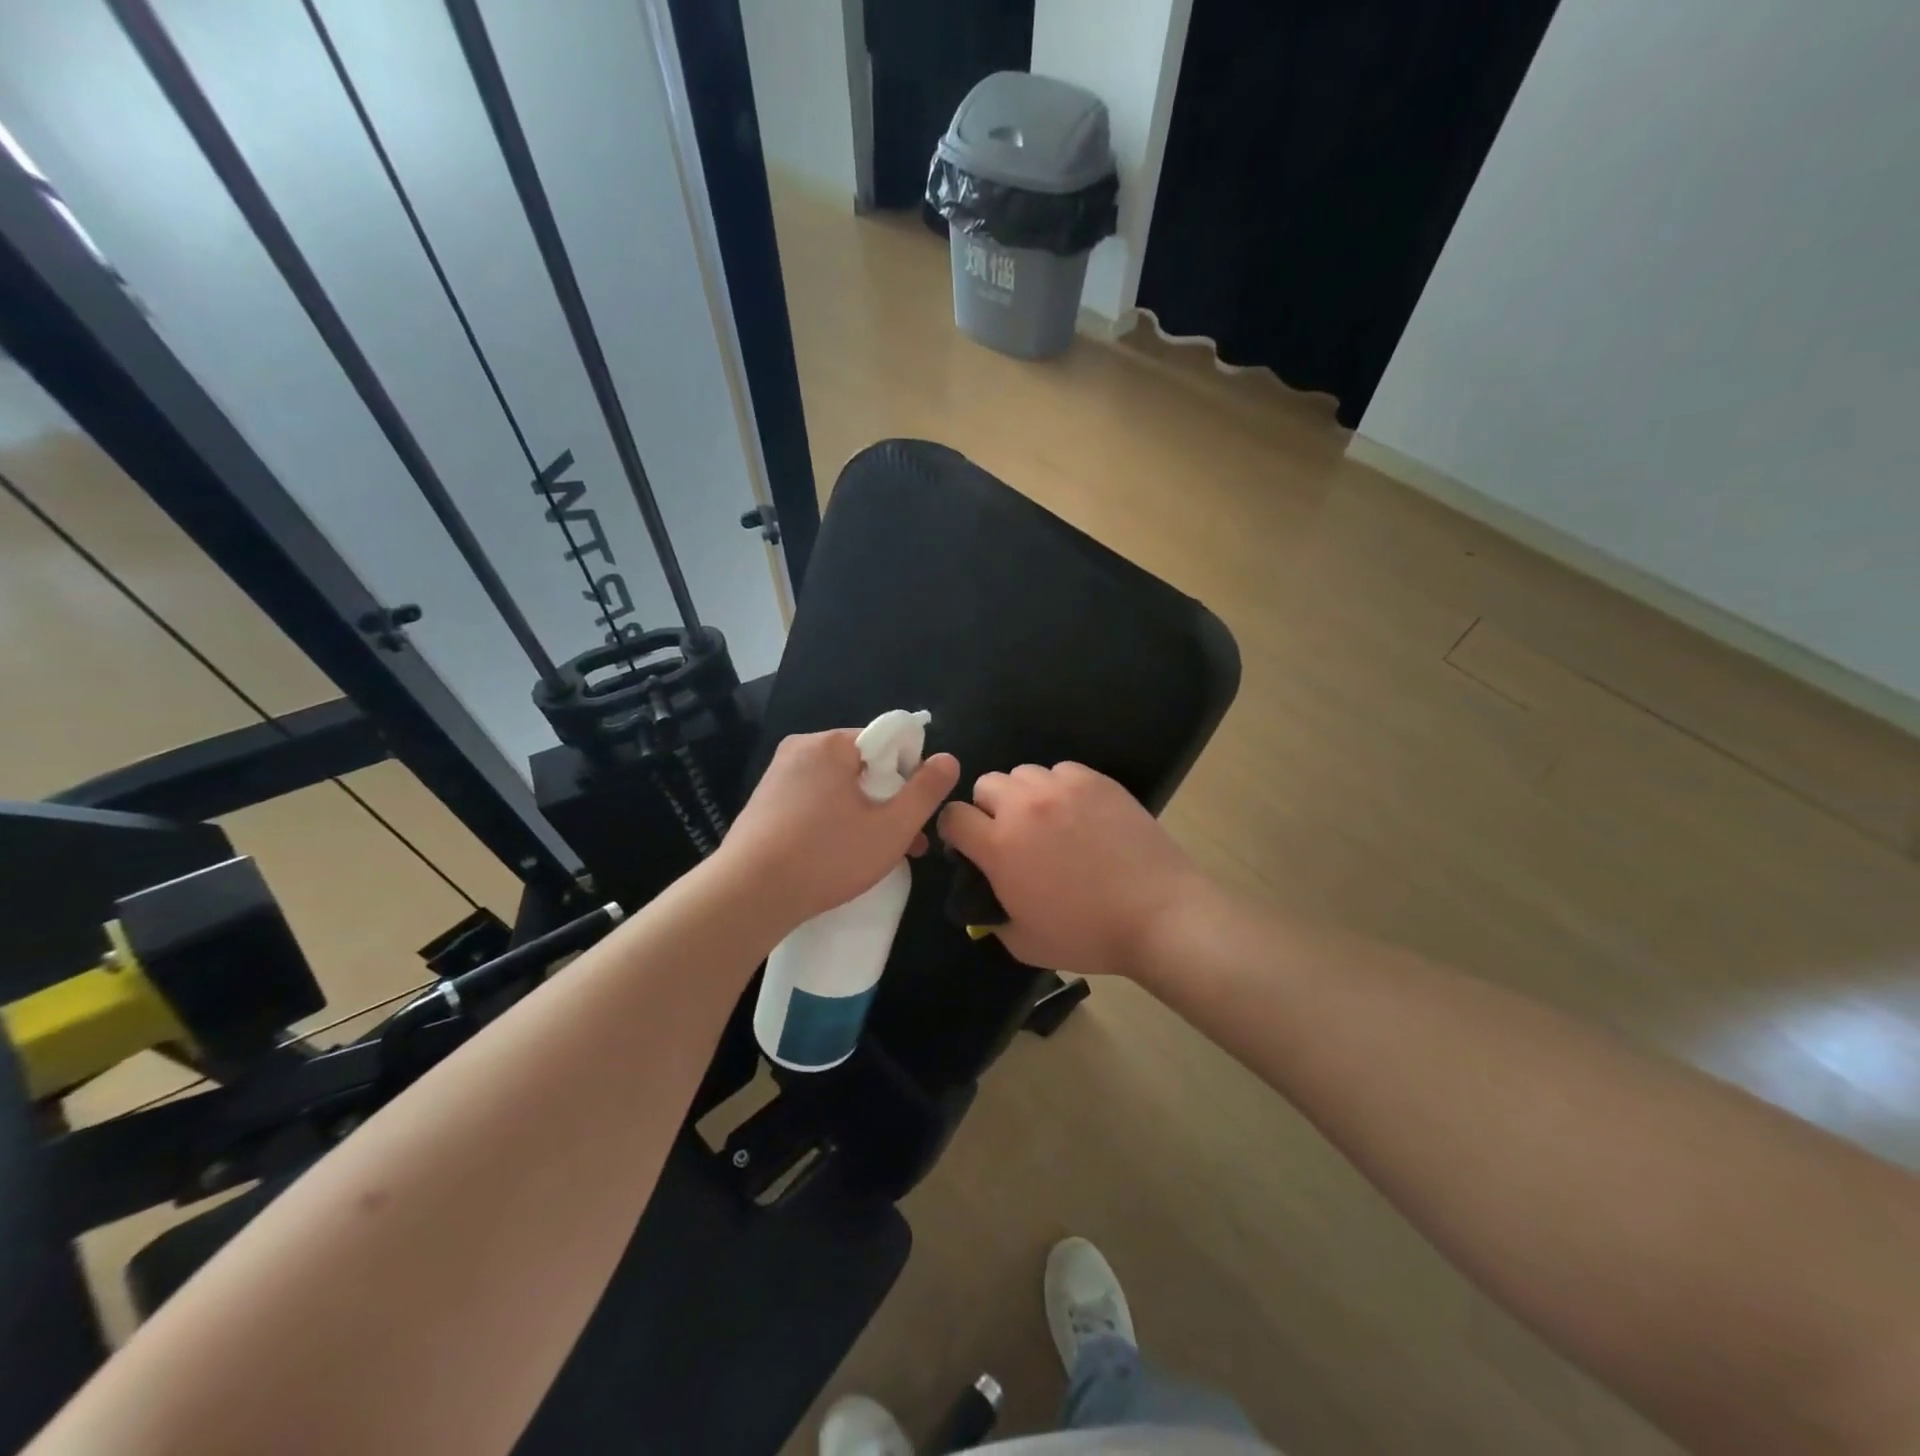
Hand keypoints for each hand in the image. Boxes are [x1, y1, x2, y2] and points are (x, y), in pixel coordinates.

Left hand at [722, 729, 960, 928]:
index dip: (910, 774)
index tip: (915, 812)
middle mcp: (800, 749)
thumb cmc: (826, 856)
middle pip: (862, 766)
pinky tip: (839, 857)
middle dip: (889, 801)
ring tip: (879, 857)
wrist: (747, 896)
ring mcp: (777, 776)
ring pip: (838, 788)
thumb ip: (925, 791)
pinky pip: (812, 802)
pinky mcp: (763, 803)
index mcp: (830, 744)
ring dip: (865, 816)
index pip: (886, 742)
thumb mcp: (891, 827)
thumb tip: (948, 759)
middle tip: (907, 843)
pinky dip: (833, 822)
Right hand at [937, 762, 1199, 980]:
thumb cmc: (1088, 935)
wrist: (1159, 915)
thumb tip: (986, 897)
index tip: (972, 848)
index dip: (957, 832)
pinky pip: (1061, 771)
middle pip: (985, 784)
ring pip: (1023, 773)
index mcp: (1000, 845)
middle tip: (1011, 836)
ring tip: (1047, 821)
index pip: (952, 816)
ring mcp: (1063, 788)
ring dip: (1024, 795)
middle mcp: (1024, 806)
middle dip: (988, 809)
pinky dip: (1060, 788)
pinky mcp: (1096, 780)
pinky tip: (1078, 813)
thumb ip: (992, 916)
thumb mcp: (1023, 943)